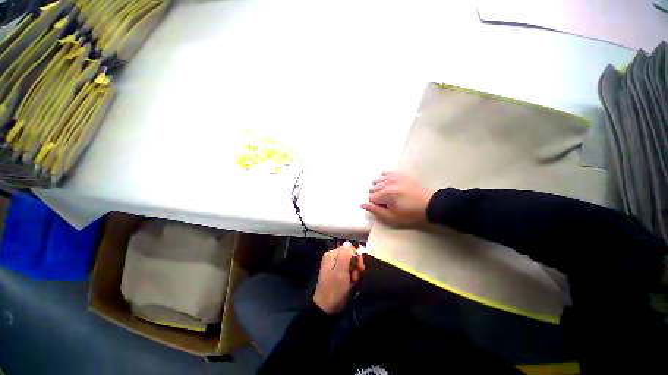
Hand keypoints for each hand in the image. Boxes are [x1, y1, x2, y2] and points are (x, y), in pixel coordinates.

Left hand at [313, 242, 364, 314]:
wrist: (327, 308)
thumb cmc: (334, 289)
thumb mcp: (341, 272)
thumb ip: (345, 256)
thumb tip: (348, 242)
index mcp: (332, 255)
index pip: (349, 248)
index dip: (356, 257)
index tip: (359, 268)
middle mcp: (334, 258)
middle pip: (351, 255)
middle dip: (356, 266)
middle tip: (355, 276)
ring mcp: (337, 265)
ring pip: (352, 263)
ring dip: (355, 272)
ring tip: (352, 281)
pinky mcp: (340, 273)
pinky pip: (350, 270)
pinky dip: (353, 276)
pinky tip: (351, 283)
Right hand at [361, 172, 434, 225]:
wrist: (428, 204)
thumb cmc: (410, 213)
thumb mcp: (392, 217)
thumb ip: (375, 211)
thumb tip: (362, 204)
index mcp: (386, 194)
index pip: (370, 198)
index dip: (376, 204)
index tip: (385, 207)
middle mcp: (387, 182)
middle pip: (372, 188)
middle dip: (376, 196)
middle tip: (387, 201)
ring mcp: (393, 176)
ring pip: (376, 180)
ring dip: (379, 187)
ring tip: (388, 193)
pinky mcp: (399, 174)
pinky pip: (385, 173)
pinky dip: (384, 178)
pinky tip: (389, 184)